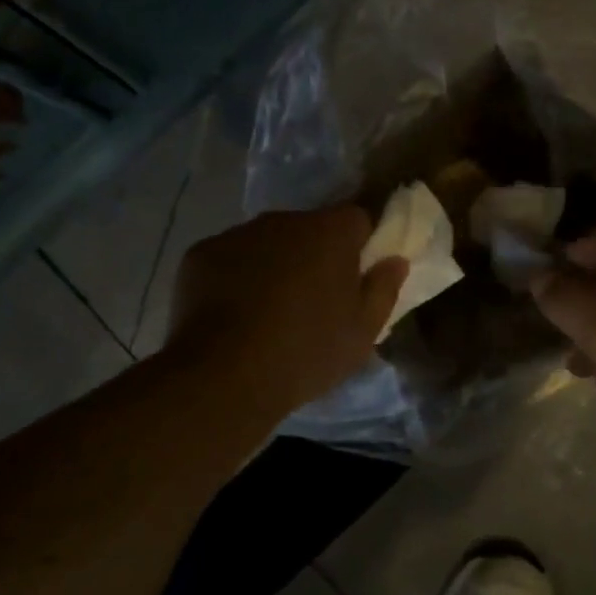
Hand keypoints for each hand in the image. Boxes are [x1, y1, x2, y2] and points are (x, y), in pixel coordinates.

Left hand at [165, 207, 408, 419]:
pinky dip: (233, 277)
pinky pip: (229, 258)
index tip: (354, 278)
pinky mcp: (200, 253)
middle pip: (308, 228)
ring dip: (272, 264)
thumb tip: (394, 259)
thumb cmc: (306, 353)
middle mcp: (283, 220)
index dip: (359, 245)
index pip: (356, 219)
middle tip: (311, 301)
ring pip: (266, 242)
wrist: (225, 375)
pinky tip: (231, 314)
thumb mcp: (363, 332)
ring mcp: (237, 234)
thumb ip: (384, 289)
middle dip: (313, 255)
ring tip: (267, 311)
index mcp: (329, 233)